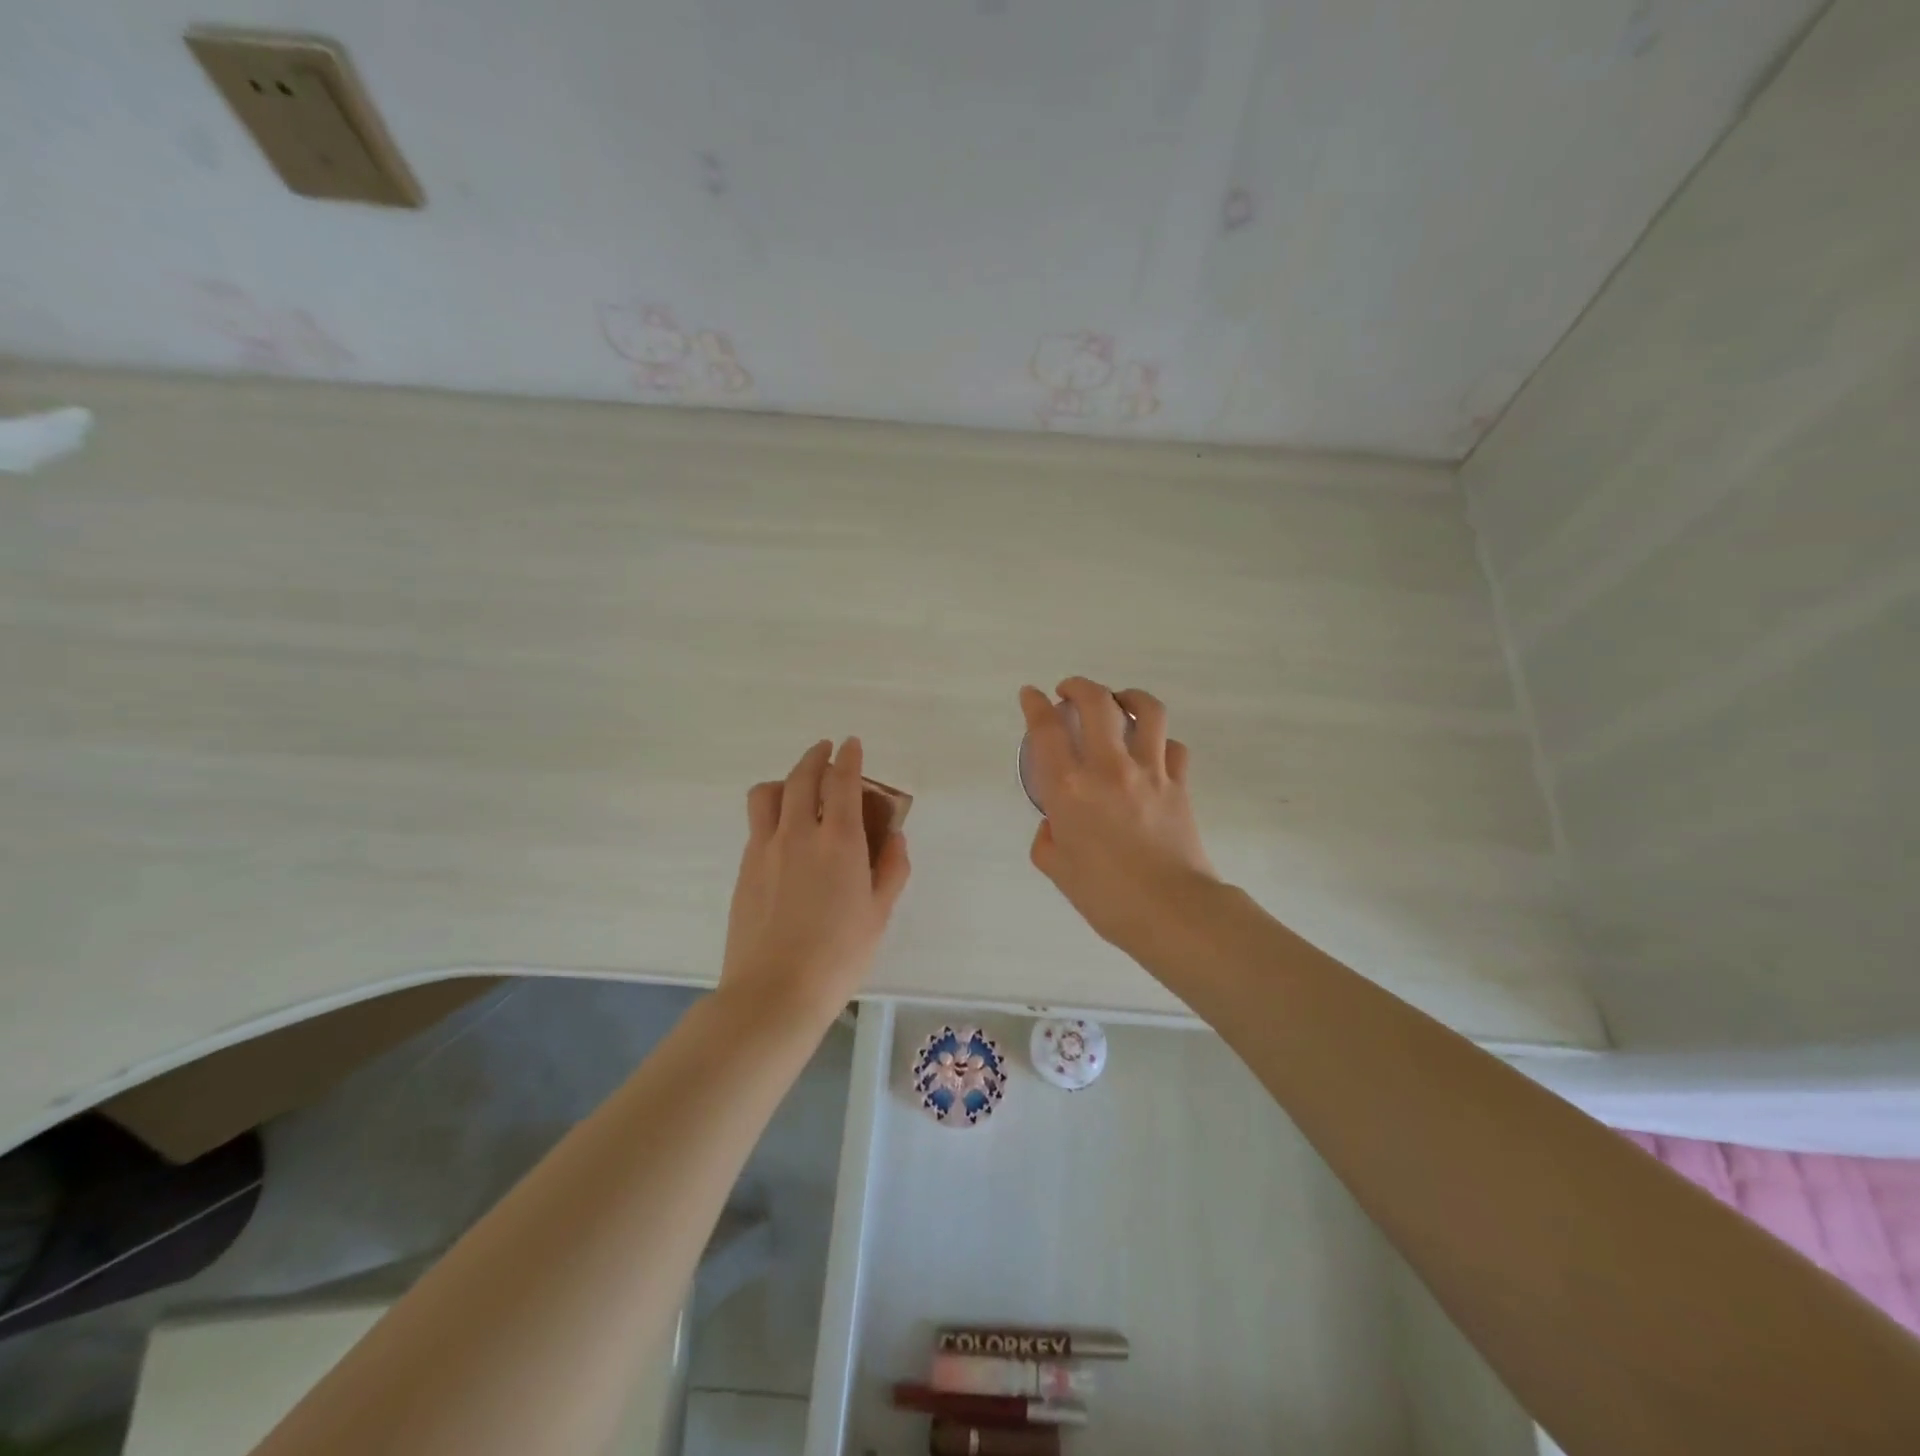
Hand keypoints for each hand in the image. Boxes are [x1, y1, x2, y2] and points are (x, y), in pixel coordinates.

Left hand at [720, 737, 910, 1025]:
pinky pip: (756, 823)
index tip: (851, 744)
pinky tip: (782, 830)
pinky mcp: (744, 868)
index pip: (841, 782)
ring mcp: (765, 849)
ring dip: (784, 779)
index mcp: (839, 841)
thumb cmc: (838, 956)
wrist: (774, 992)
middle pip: (801, 777)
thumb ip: (891, 869)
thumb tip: (895, 839)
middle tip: (825, 752)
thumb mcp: (879, 914)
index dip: (847, 757)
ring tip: (795, 786)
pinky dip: (771, 810)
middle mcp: (798, 833)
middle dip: (815, 757)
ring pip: (767, 793)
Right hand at [1021, 678, 1217, 954]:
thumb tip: (1058, 823)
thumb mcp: (1058, 870)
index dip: (1034, 704)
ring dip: (1127, 697)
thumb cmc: (1106, 897)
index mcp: (1069, 789)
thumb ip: (1048, 839)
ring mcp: (1149, 772)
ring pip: (1145, 710)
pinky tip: (1151, 749)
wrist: (1171, 912)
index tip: (1030, 695)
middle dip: (1078, 686)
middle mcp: (1108, 769)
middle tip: (1068, 691)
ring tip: (1118, 701)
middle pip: (1096, 702)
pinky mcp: (1179, 784)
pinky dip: (1160, 740)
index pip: (1046, 729)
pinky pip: (1173, 747)